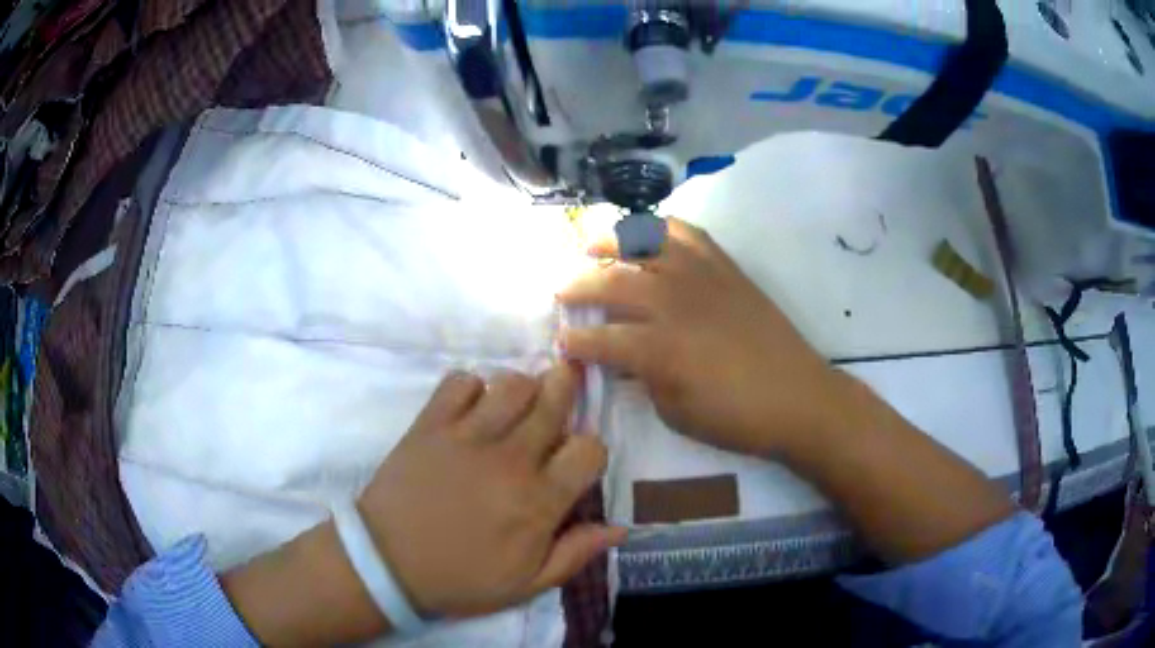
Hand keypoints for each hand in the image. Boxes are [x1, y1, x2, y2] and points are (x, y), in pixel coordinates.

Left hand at [357, 365, 624, 618]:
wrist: (387, 565)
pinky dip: (470, 386)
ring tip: (515, 405)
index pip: (590, 448)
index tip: (576, 460)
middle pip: (554, 398)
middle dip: (566, 389)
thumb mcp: (527, 584)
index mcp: (538, 500)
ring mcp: (467, 436)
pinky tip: (470, 408)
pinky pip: (459, 381)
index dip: (591, 449)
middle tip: (561, 390)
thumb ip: (576, 553)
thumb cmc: (460, 579)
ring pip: (511, 383)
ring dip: (522, 388)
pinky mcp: (430, 424)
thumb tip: (621, 527)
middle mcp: (510, 459)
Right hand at [559, 218, 845, 457]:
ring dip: (610, 241)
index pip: (599, 339)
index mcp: (657, 348)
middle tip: (560, 291)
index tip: (559, 342)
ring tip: (590, 244)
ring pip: (645, 244)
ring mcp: (700, 277)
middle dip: (577, 286)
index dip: (574, 341)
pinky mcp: (725, 267)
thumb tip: (624, 359)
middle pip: (612, 282)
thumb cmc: (735, 417)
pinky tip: (647, 231)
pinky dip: (661, 226)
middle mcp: (673, 302)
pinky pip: (687, 233)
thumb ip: (642, 379)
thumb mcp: (675, 412)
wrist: (798, 397)